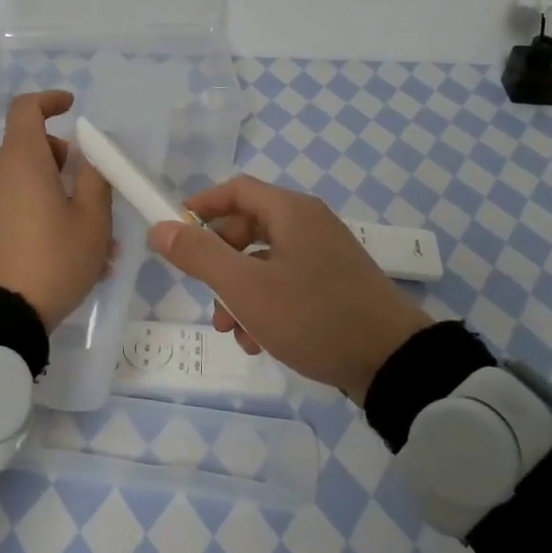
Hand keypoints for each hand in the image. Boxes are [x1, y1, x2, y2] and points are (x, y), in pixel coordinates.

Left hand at [0, 91, 113, 330]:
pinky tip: (61, 253)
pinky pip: (10, 206)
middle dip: (65, 164)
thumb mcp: (92, 221)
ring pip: (24, 183)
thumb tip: (88, 152)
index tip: (71, 107)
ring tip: (88, 240)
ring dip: (55, 197)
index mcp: (20, 159)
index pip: (26, 108)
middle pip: (31, 149)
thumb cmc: (52, 261)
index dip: (49, 101)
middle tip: (95, 199)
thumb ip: (95, 177)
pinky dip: (35, 214)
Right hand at [147, 176, 431, 403]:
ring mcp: (325, 256)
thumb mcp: (246, 288)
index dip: (200, 206)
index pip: (235, 190)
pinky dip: (266, 306)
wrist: (392, 362)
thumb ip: (199, 255)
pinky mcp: (335, 286)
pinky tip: (259, 342)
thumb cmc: (313, 315)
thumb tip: (159, 228)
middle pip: (247, 229)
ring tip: (233, 332)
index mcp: (291, 212)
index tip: (173, 231)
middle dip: (218, 264)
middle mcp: (309, 225)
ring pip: (264, 263)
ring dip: (239, 294)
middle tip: (204, 295)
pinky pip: (287, 284)